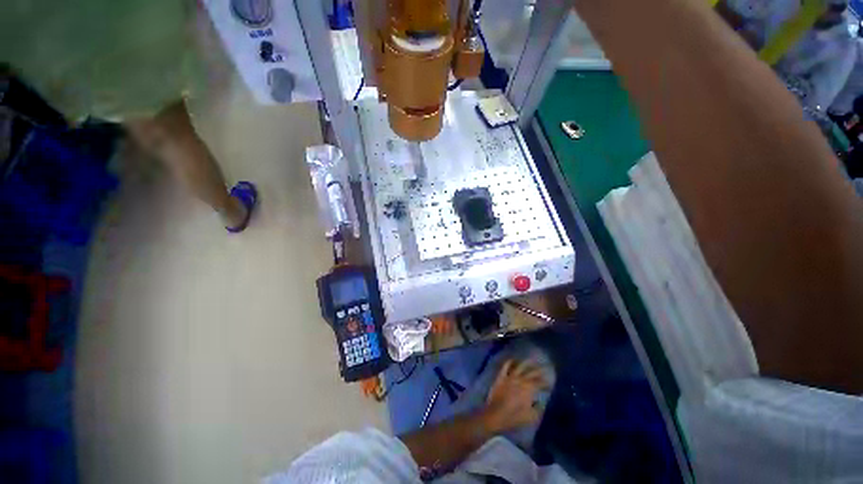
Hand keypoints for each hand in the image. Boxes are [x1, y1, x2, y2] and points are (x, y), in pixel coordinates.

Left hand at [481, 359, 547, 433]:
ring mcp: (510, 376)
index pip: (540, 383)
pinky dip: (510, 361)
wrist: (495, 414)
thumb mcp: (531, 416)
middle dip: (540, 370)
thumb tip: (542, 402)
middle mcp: (520, 379)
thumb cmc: (514, 417)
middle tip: (546, 367)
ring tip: (532, 360)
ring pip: (520, 366)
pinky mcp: (501, 376)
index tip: (550, 384)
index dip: (546, 383)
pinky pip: (506, 366)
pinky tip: (513, 360)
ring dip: (527, 362)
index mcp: (529, 388)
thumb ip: (539, 408)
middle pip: (532, 372)